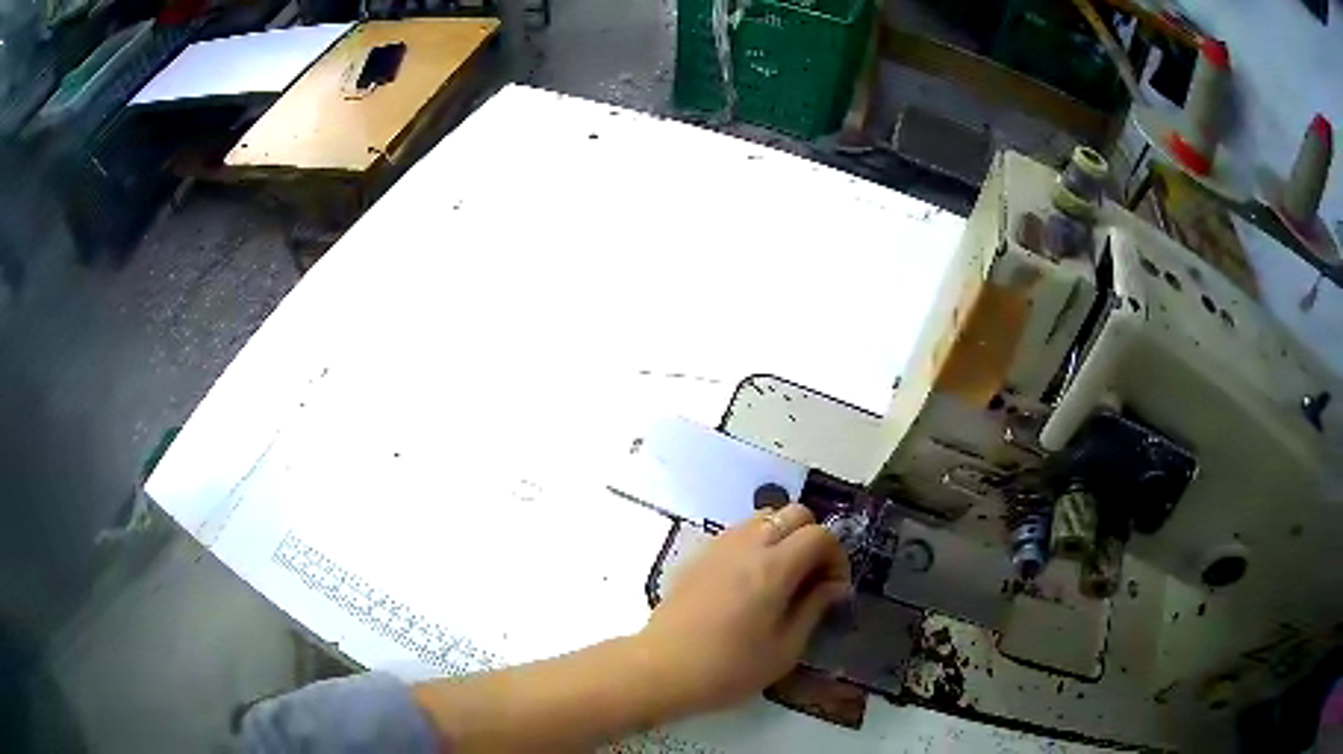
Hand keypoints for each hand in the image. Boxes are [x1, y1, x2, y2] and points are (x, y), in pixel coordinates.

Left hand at [635, 503, 851, 715]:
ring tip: (782, 578)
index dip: (837, 556)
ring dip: (783, 537)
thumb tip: (835, 586)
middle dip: (812, 538)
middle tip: (811, 577)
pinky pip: (737, 532)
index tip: (834, 587)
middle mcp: (747, 545)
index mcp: (773, 567)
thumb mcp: (784, 649)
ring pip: (763, 517)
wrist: (661, 669)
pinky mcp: (697, 555)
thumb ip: (814, 609)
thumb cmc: (728, 668)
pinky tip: (749, 582)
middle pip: (793, 513)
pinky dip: (755, 544)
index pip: (820, 534)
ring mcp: (718, 546)